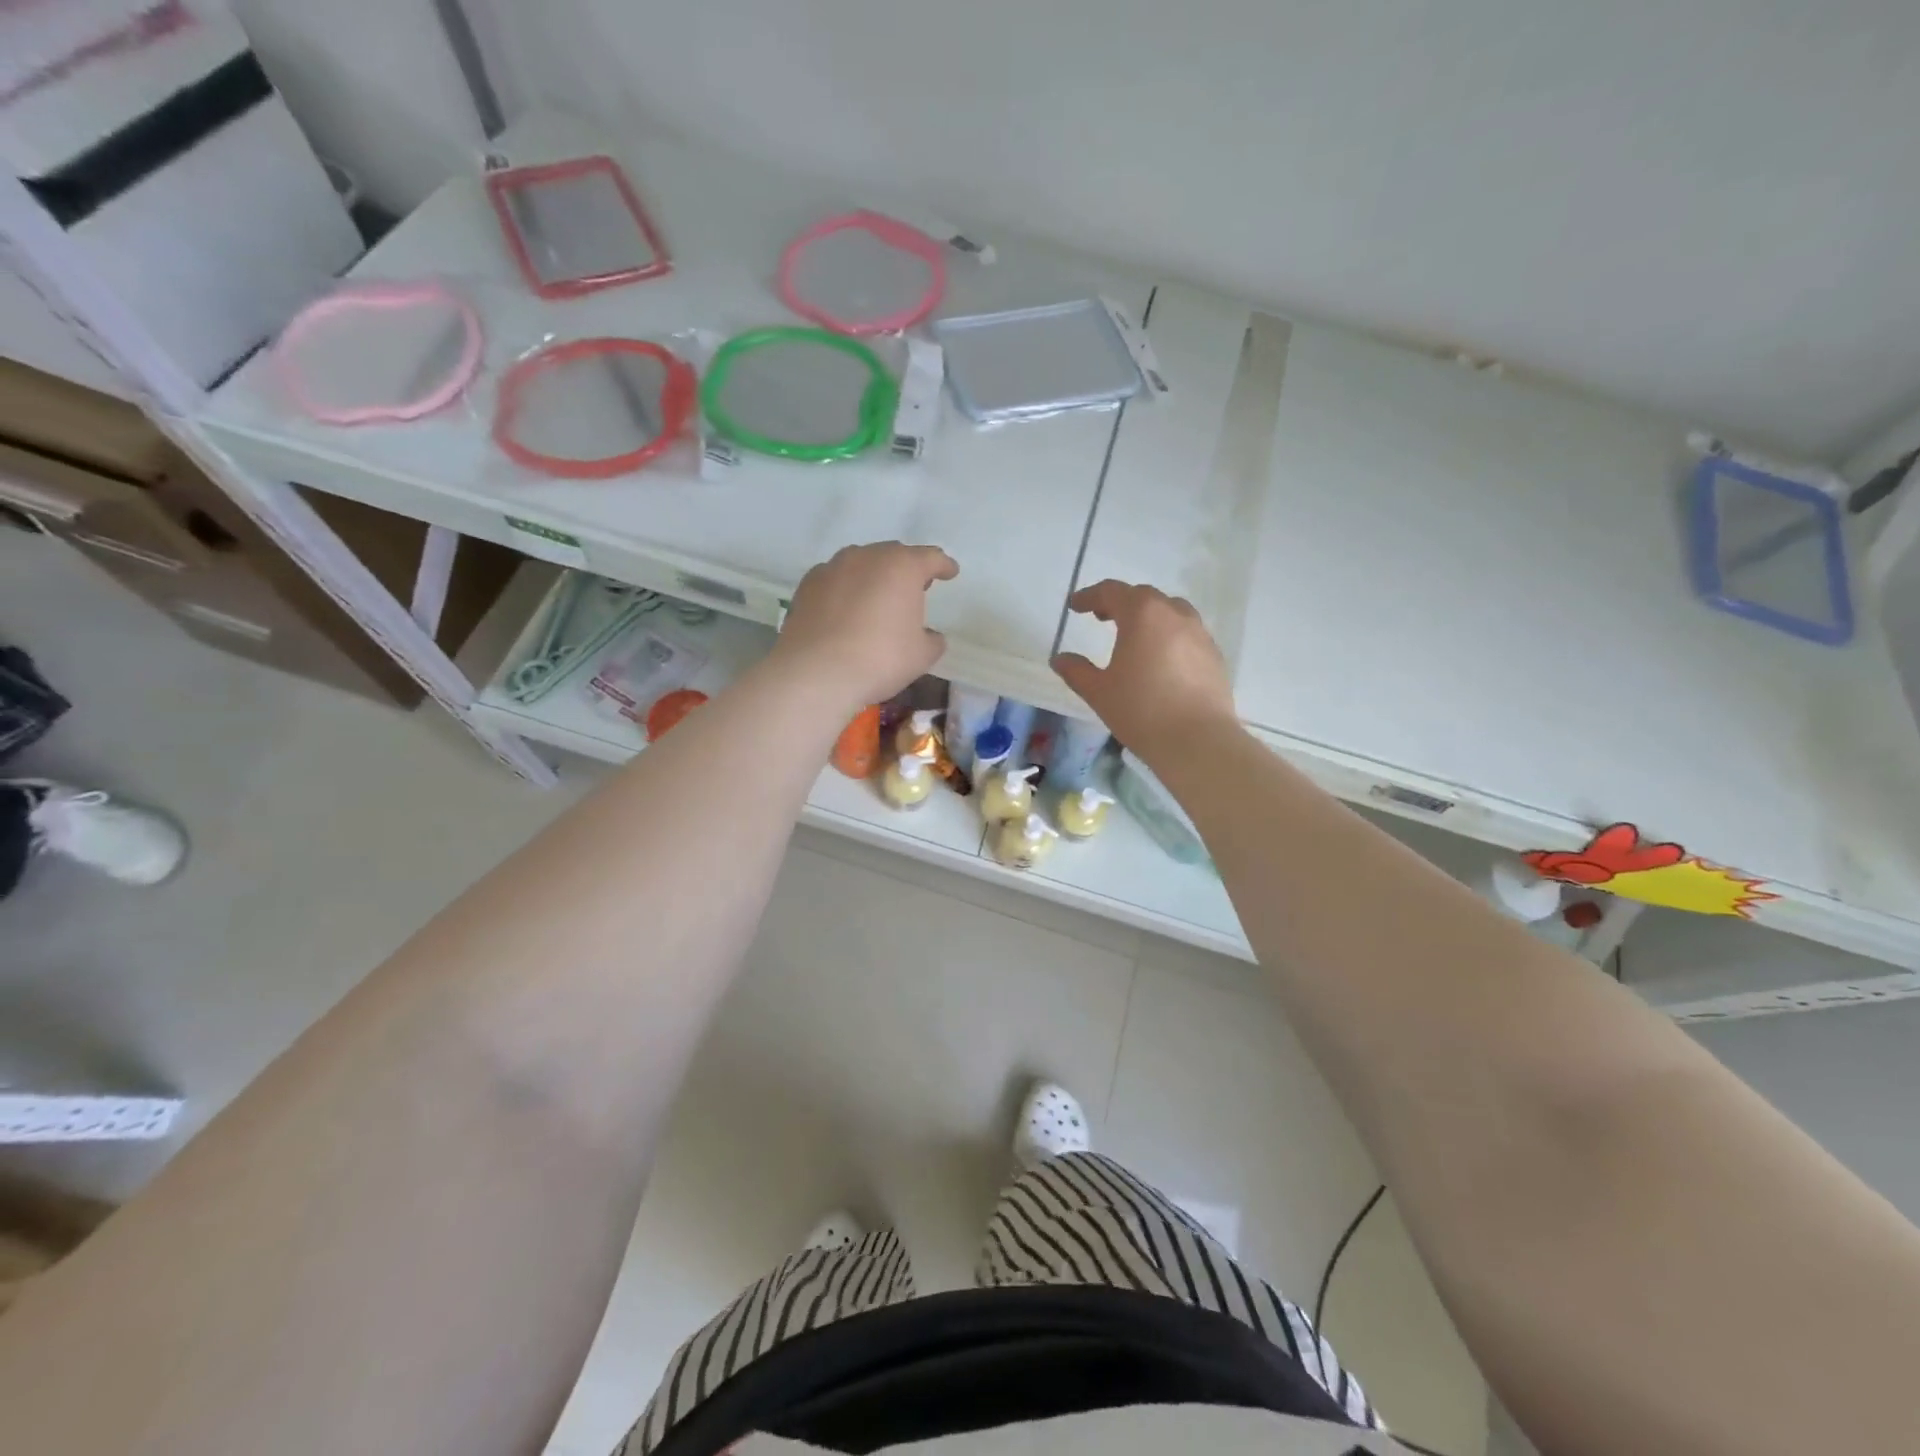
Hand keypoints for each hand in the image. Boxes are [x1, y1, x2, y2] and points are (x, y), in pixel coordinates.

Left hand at [773, 542, 958, 709]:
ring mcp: (833, 567)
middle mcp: (867, 557)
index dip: (944, 565)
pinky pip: (835, 580)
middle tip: (914, 588)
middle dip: (906, 569)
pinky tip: (846, 610)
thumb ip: (932, 640)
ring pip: (861, 563)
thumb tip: (930, 636)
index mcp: (902, 567)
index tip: (950, 572)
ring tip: (877, 598)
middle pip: (894, 554)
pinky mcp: (807, 584)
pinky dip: (845, 589)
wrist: (816, 672)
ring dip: (873, 576)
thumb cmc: (880, 659)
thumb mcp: (922, 656)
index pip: (931, 557)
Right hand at [1052, 580, 1237, 763]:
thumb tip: (1060, 659)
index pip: (1112, 592)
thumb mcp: (1099, 692)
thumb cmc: (1141, 711)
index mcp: (1142, 614)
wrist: (1198, 741)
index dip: (1090, 596)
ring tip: (1134, 636)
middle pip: (1144, 597)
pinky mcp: (1214, 655)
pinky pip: (1187, 633)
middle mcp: (1174, 614)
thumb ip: (1077, 671)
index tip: (1075, 606)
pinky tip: (1160, 660)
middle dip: (1119, 603)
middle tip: (1101, 617)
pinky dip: (1168, 635)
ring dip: (1148, 616)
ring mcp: (1199, 633)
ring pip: (1170, 612)